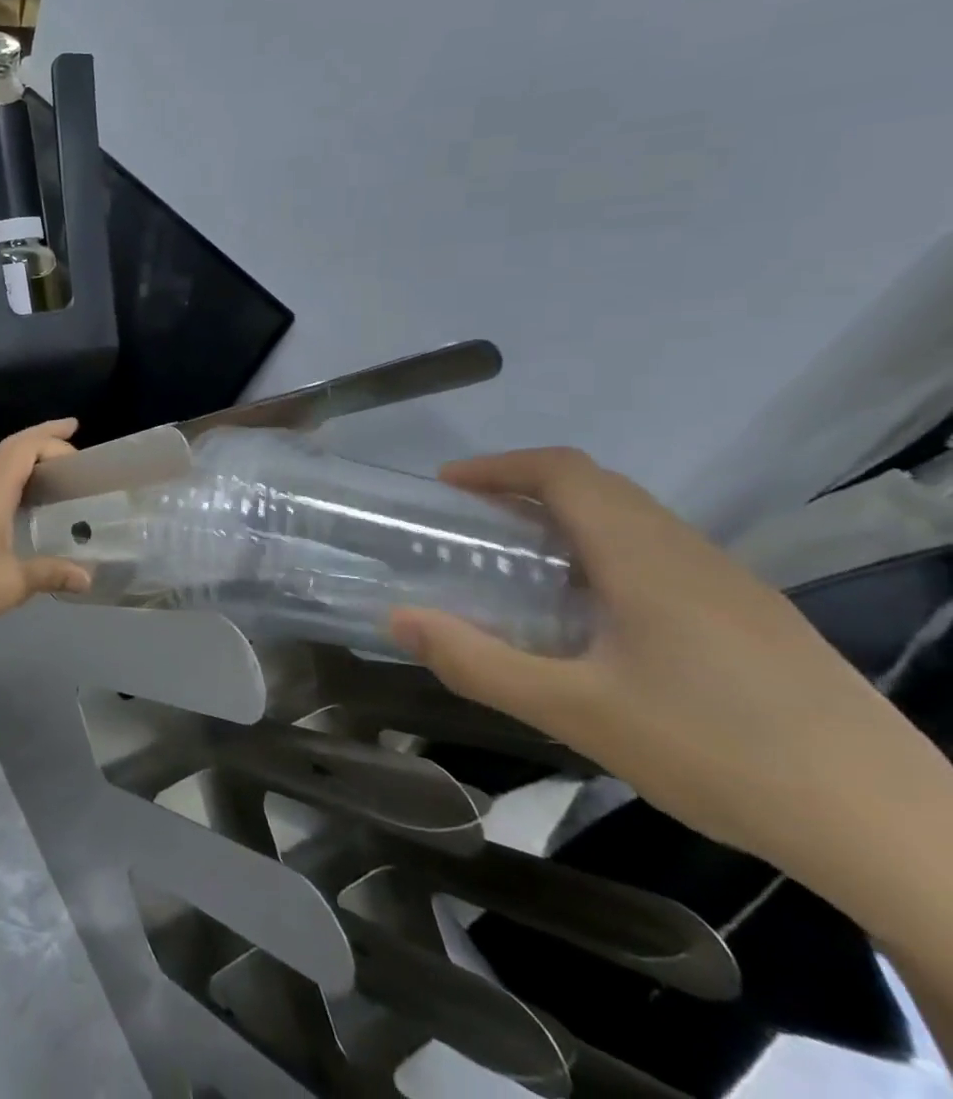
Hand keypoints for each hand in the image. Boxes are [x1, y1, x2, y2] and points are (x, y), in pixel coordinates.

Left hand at [0, 419, 92, 641]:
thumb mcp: (13, 582)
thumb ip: (50, 573)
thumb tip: (88, 577)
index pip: (23, 449)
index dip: (51, 440)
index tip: (79, 446)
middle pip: (7, 448)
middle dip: (38, 436)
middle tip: (68, 435)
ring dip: (17, 452)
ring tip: (42, 462)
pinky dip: (4, 474)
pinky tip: (13, 498)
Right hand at [387, 448, 920, 867]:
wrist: (899, 832)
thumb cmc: (720, 752)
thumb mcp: (576, 712)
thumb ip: (477, 662)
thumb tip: (398, 619)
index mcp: (645, 557)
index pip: (564, 472)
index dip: (498, 466)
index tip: (447, 486)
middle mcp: (690, 554)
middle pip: (600, 488)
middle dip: (526, 488)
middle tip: (472, 524)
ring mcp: (734, 586)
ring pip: (636, 521)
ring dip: (569, 520)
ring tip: (523, 566)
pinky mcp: (759, 621)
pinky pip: (664, 556)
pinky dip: (608, 553)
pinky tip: (598, 618)